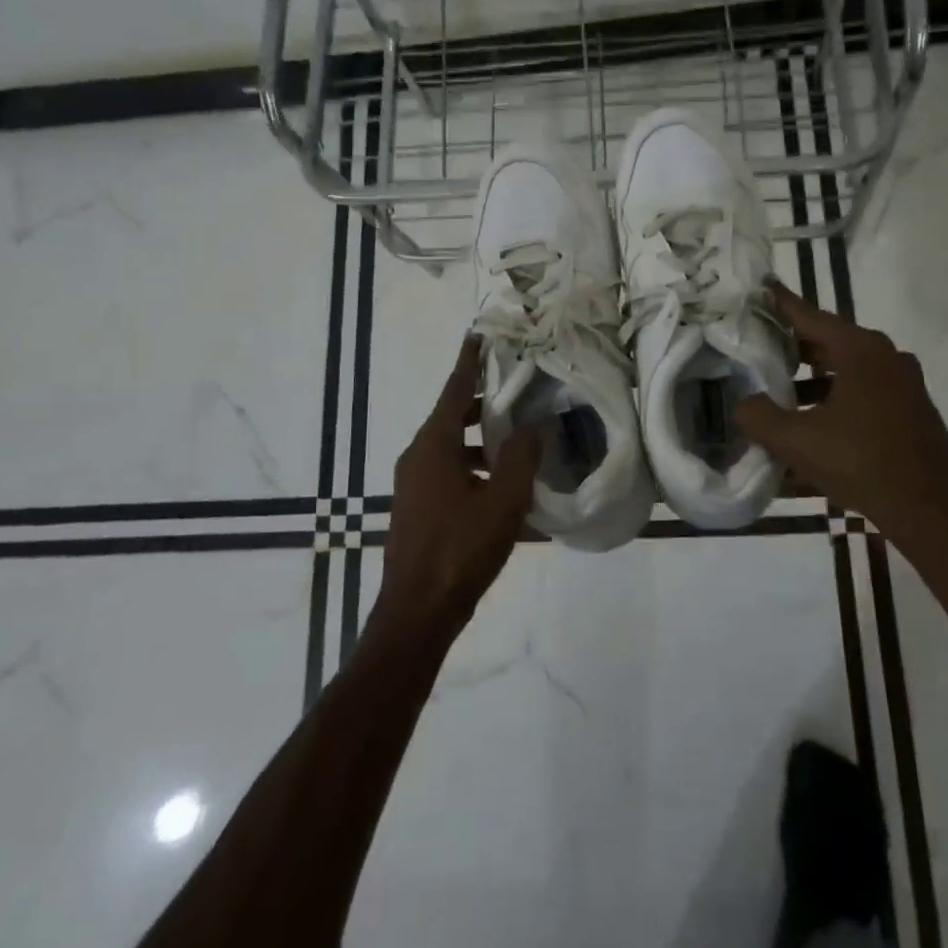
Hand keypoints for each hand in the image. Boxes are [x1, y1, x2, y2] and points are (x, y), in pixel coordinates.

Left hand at [378, 335, 539, 637]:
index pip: (454, 389)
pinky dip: (474, 468)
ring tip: (519, 440)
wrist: (417, 612)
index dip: (469, 362)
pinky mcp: (418, 508)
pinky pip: (449, 473)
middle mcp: (418, 457)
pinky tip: (503, 488)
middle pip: (452, 416)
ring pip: (451, 447)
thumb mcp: (502, 501)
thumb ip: (520, 457)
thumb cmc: (460, 549)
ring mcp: (414, 484)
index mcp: (433, 445)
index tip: (479, 335)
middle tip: (517, 390)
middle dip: (483, 402)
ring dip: (481, 440)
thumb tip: (533, 426)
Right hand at [737, 285, 947, 547]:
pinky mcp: (911, 411)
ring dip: (812, 379)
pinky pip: (863, 393)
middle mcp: (886, 357)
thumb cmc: (862, 464)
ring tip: (779, 394)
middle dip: (793, 347)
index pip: (810, 316)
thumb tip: (743, 404)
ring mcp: (904, 384)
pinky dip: (834, 399)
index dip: (781, 304)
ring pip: (846, 370)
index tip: (760, 288)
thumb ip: (760, 417)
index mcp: (861, 351)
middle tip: (758, 348)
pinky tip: (812, 427)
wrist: (933, 512)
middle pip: (829, 342)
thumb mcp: (798, 441)